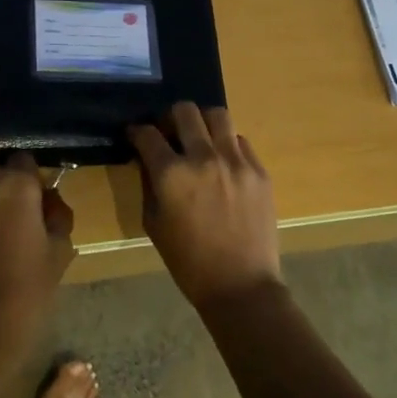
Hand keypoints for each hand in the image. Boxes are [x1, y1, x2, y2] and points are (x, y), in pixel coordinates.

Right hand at [128, 103, 281, 310]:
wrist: (241, 286)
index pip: (148, 134)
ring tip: (199, 139)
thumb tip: (148, 159)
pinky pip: (240, 140)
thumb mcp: (154, 224)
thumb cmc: (189, 262)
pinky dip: (227, 144)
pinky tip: (223, 162)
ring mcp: (236, 161)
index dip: (137, 132)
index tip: (136, 136)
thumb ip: (149, 184)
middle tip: (169, 133)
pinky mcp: (259, 170)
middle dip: (170, 118)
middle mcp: (203, 158)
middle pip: (184, 111)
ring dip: (202, 122)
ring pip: (217, 115)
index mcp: (172, 174)